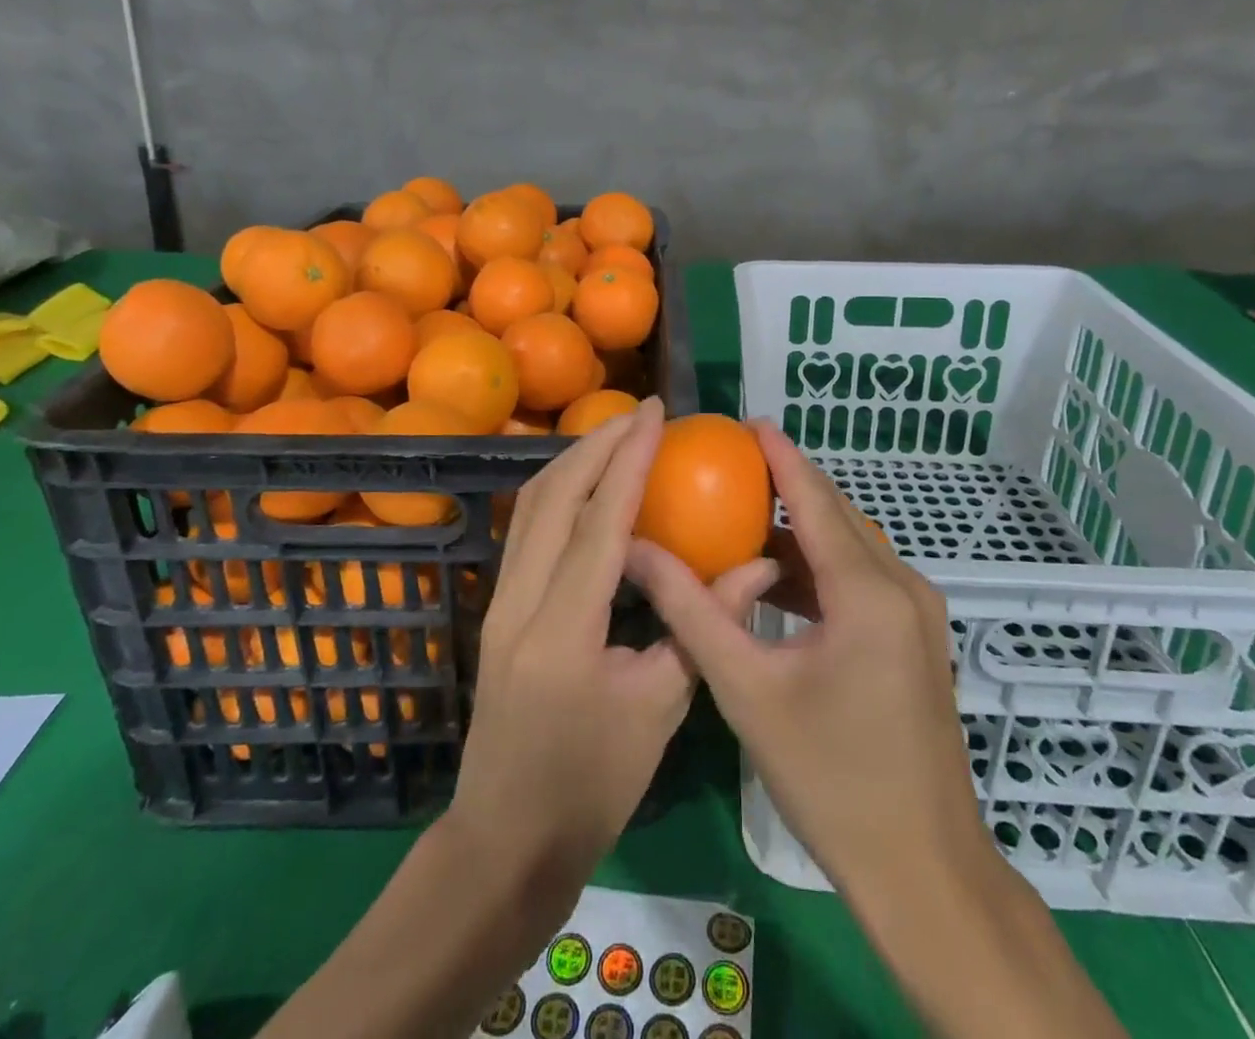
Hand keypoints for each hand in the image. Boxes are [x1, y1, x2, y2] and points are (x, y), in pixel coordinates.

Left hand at [442, 396, 765, 911]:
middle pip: (552, 497)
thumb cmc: (590, 788)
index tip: (655, 415)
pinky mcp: (497, 608)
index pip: (599, 522)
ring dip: (573, 463)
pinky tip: (588, 487)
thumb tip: (757, 566)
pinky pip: (526, 530)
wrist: (505, 840)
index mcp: (563, 630)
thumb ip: (702, 625)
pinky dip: (558, 494)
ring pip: (530, 507)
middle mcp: (520, 601)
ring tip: (616, 437)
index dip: (629, 461)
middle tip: (640, 414)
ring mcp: (499, 602)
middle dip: (596, 445)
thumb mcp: (659, 709)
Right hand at [625, 420, 983, 899]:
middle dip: (786, 485)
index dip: (780, 455)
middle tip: (730, 467)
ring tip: (741, 518)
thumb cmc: (830, 778)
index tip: (746, 422)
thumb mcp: (746, 688)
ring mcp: (918, 614)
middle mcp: (903, 586)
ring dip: (801, 531)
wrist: (924, 871)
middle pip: (837, 515)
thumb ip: (690, 610)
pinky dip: (819, 570)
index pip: (815, 498)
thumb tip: (637, 551)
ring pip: (851, 548)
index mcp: (867, 590)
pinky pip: (863, 580)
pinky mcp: (918, 640)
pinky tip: (777, 582)